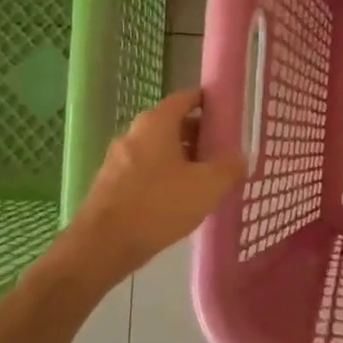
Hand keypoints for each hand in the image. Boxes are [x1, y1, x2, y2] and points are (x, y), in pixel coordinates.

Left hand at [64, 89, 246, 280]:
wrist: (103, 244)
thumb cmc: (159, 205)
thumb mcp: (208, 186)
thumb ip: (229, 168)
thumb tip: (239, 158)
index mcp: (156, 123)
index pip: (186, 98)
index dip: (208, 102)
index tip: (228, 115)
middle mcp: (134, 133)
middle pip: (172, 124)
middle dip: (199, 135)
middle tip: (223, 152)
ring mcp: (118, 159)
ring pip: (158, 149)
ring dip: (182, 158)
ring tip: (206, 179)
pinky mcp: (111, 183)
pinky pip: (145, 170)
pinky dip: (164, 176)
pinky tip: (179, 199)